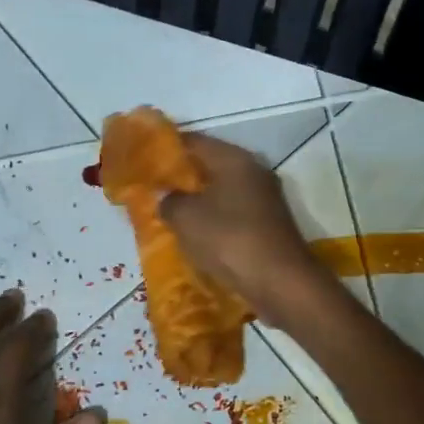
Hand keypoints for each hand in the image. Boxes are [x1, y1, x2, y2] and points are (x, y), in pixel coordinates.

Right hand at [160, 132, 334, 329]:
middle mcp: (254, 172)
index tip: (143, 158)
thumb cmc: (230, 240)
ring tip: (170, 213)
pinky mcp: (269, 226)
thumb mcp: (186, 218)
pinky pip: (233, 215)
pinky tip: (196, 235)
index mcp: (235, 159)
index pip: (194, 141)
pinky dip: (214, 221)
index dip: (167, 148)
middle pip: (211, 166)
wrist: (280, 282)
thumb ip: (169, 201)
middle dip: (182, 177)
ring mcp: (265, 200)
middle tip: (153, 189)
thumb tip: (166, 197)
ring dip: (198, 202)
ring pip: (222, 192)